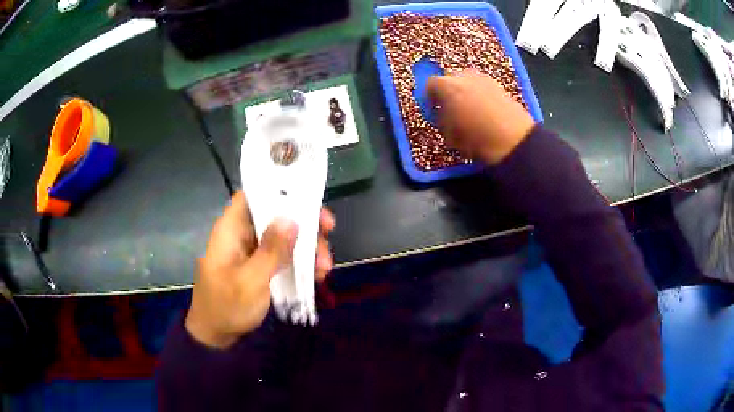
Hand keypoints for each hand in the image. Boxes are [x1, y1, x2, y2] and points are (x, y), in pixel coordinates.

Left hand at [185, 191, 335, 348]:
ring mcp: (251, 251)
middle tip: (329, 234)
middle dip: (303, 224)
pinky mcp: (259, 266)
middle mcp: (242, 234)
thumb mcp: (250, 281)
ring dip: (306, 248)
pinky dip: (300, 262)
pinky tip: (317, 276)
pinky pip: (282, 255)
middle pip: (275, 215)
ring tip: (325, 268)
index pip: (253, 194)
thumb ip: (270, 250)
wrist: (216, 336)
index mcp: (231, 229)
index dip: (279, 190)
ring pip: (283, 236)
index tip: (308, 200)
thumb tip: (292, 218)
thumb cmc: (227, 307)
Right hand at [427, 69, 535, 164]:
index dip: (430, 98)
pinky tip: (486, 112)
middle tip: (452, 110)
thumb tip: (443, 113)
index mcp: (447, 85)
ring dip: (467, 93)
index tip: (434, 109)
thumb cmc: (476, 139)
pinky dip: (481, 96)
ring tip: (471, 111)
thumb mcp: (449, 134)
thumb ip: (441, 119)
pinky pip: (483, 88)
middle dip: (449, 92)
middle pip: (450, 79)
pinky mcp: (500, 86)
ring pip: (469, 82)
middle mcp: (464, 75)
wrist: (514, 141)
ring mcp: (485, 78)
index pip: (430, 85)